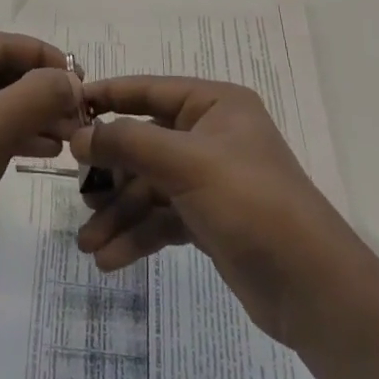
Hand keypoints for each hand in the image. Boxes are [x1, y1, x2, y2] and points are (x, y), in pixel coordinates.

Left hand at [0, 33, 83, 303]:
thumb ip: (38, 95)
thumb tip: (72, 80)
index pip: (2, 45)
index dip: (47, 61)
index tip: (84, 84)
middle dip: (41, 93)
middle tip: (81, 117)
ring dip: (32, 116)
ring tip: (70, 137)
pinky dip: (12, 135)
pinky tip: (44, 150)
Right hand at [72, 77, 359, 346]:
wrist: (313, 288)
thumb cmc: (251, 203)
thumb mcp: (186, 163)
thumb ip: (128, 143)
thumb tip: (78, 134)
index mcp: (214, 104)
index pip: (149, 90)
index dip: (107, 97)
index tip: (65, 107)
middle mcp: (211, 135)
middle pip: (145, 143)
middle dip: (110, 173)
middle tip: (76, 192)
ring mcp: (210, 179)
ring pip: (149, 187)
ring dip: (119, 213)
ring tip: (87, 244)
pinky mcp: (210, 220)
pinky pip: (162, 218)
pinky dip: (138, 235)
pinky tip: (111, 259)